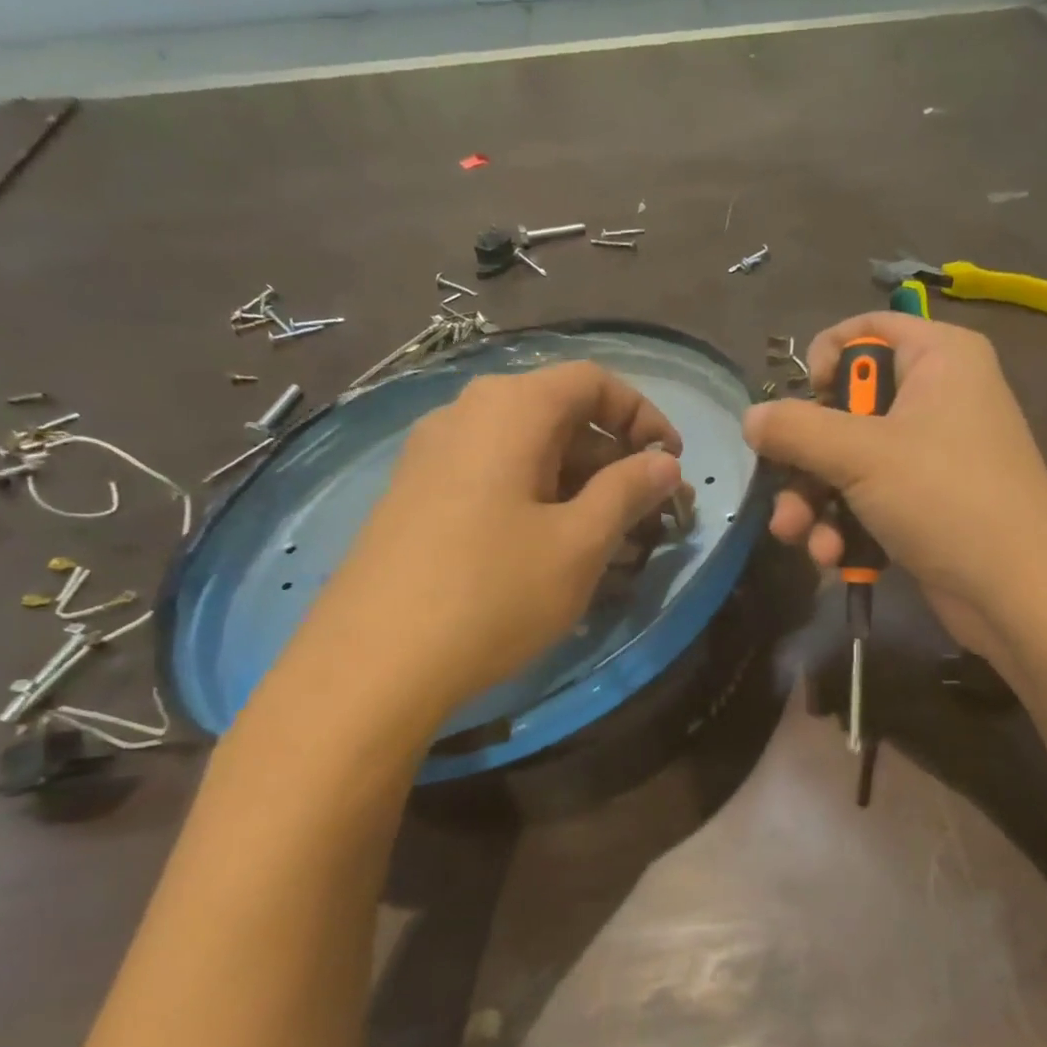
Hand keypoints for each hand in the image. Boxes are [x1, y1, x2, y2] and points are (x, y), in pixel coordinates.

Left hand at [281, 361, 684, 738]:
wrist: (373, 665)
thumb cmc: (493, 593)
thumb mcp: (580, 543)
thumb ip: (628, 492)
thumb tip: (664, 463)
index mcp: (510, 410)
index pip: (593, 381)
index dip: (643, 415)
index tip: (673, 463)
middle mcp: (465, 415)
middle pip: (559, 413)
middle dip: (615, 457)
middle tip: (650, 510)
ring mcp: (432, 456)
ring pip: (527, 450)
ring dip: (580, 482)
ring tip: (611, 537)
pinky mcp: (415, 496)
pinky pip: (494, 477)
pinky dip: (538, 498)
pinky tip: (554, 550)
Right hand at [743, 314, 1046, 672]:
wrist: (1019, 593)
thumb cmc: (946, 499)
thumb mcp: (862, 455)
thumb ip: (797, 429)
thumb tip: (750, 417)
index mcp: (938, 357)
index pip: (864, 330)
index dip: (824, 361)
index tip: (803, 406)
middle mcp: (936, 397)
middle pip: (846, 407)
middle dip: (806, 458)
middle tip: (783, 489)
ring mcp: (932, 455)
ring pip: (849, 462)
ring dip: (815, 502)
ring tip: (798, 536)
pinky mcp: (926, 505)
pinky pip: (869, 500)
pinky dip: (845, 526)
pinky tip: (832, 559)